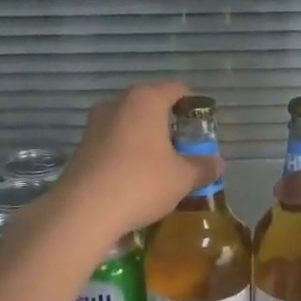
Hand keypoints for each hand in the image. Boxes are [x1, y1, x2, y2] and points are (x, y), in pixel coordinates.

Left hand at [54, 82, 218, 238]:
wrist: (84, 210)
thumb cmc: (141, 183)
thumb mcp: (182, 178)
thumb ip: (203, 167)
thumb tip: (218, 163)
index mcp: (146, 99)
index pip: (178, 89)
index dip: (194, 106)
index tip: (203, 129)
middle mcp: (119, 102)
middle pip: (152, 103)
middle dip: (169, 123)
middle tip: (184, 148)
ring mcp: (96, 121)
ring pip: (130, 121)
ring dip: (146, 137)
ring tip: (160, 164)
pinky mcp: (82, 143)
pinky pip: (113, 138)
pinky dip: (127, 150)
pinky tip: (134, 175)